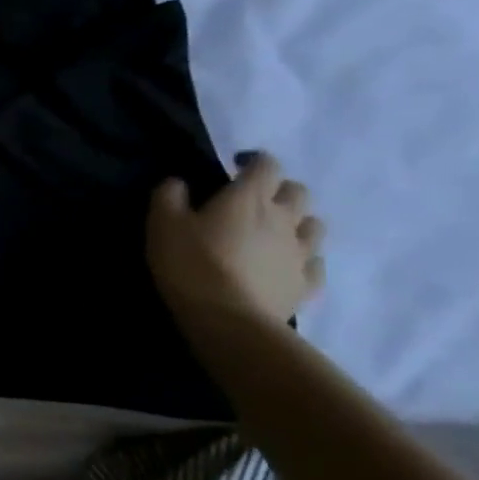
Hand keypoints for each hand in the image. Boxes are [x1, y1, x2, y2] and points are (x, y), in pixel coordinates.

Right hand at [146, 152, 324, 327]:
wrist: (228, 318)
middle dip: (278, 190)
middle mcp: (284, 218)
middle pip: (297, 191)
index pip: (266, 164)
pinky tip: (286, 266)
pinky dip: (304, 260)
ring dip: (297, 222)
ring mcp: (301, 252)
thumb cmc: (191, 264)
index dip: (253, 161)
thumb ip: (169, 196)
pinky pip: (315, 264)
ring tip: (274, 233)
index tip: (235, 166)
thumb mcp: (162, 225)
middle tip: (254, 202)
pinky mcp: (306, 283)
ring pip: (314, 226)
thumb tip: (178, 182)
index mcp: (249, 198)